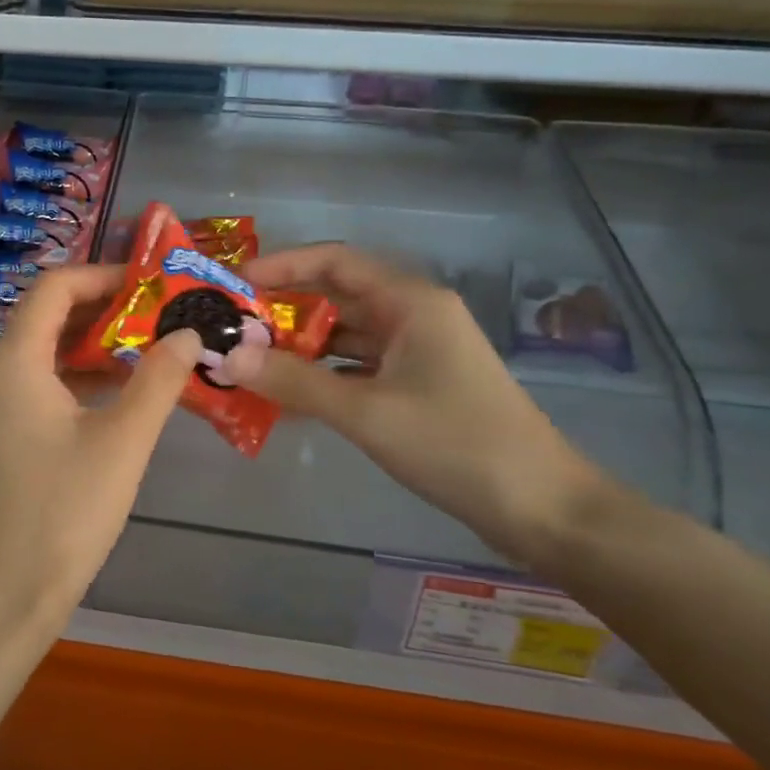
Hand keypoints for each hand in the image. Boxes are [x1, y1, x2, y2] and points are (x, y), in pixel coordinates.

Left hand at [0, 265, 202, 632]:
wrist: (3, 596)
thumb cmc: (63, 511)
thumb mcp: (123, 441)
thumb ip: (158, 380)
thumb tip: (188, 333)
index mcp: (13, 361)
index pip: (54, 288)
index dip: (103, 276)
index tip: (151, 284)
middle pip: (46, 318)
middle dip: (104, 311)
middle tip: (160, 315)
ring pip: (43, 354)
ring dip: (92, 347)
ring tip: (149, 350)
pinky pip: (37, 386)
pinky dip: (76, 379)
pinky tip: (119, 395)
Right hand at [236, 245, 609, 565]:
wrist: (540, 507)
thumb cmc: (455, 444)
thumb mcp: (366, 411)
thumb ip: (295, 382)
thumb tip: (228, 357)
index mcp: (410, 301)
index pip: (335, 262)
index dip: (283, 266)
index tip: (236, 284)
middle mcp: (414, 315)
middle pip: (338, 297)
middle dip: (284, 310)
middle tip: (233, 328)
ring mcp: (419, 351)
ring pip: (346, 336)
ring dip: (301, 347)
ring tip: (250, 363)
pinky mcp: (419, 385)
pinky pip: (359, 367)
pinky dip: (324, 376)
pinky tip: (289, 397)